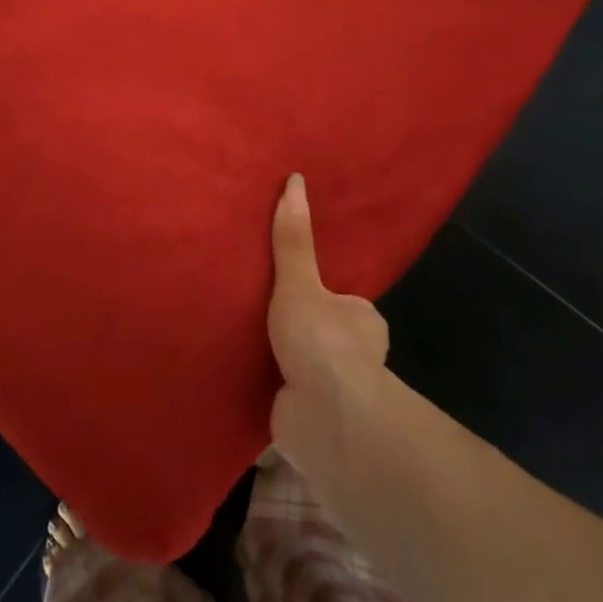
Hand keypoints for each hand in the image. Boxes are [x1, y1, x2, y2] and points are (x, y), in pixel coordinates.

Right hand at [268, 173, 389, 462]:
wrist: (325, 420)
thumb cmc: (321, 342)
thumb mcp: (299, 283)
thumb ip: (293, 240)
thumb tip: (295, 180)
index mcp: (362, 322)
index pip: (342, 302)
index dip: (319, 295)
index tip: (290, 287)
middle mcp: (354, 358)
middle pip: (322, 335)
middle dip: (298, 331)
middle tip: (256, 311)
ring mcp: (332, 393)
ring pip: (303, 369)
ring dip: (281, 364)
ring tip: (240, 343)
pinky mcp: (308, 421)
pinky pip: (284, 399)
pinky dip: (268, 395)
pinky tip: (240, 384)